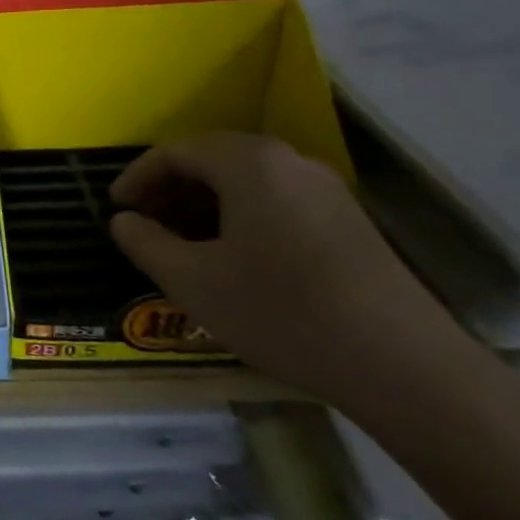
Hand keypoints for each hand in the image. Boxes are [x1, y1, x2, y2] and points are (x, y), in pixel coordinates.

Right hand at [109, 132, 475, 411]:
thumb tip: (123, 221)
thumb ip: (145, 243)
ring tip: (180, 243)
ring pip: (245, 182)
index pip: (175, 152)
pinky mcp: (348, 221)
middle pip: (212, 160)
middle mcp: (289, 161)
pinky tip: (231, 257)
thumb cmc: (280, 311)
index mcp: (248, 163)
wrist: (404, 366)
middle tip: (143, 224)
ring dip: (203, 205)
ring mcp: (325, 190)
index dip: (136, 178)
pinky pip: (275, 201)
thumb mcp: (192, 281)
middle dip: (169, 190)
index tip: (115, 208)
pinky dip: (239, 217)